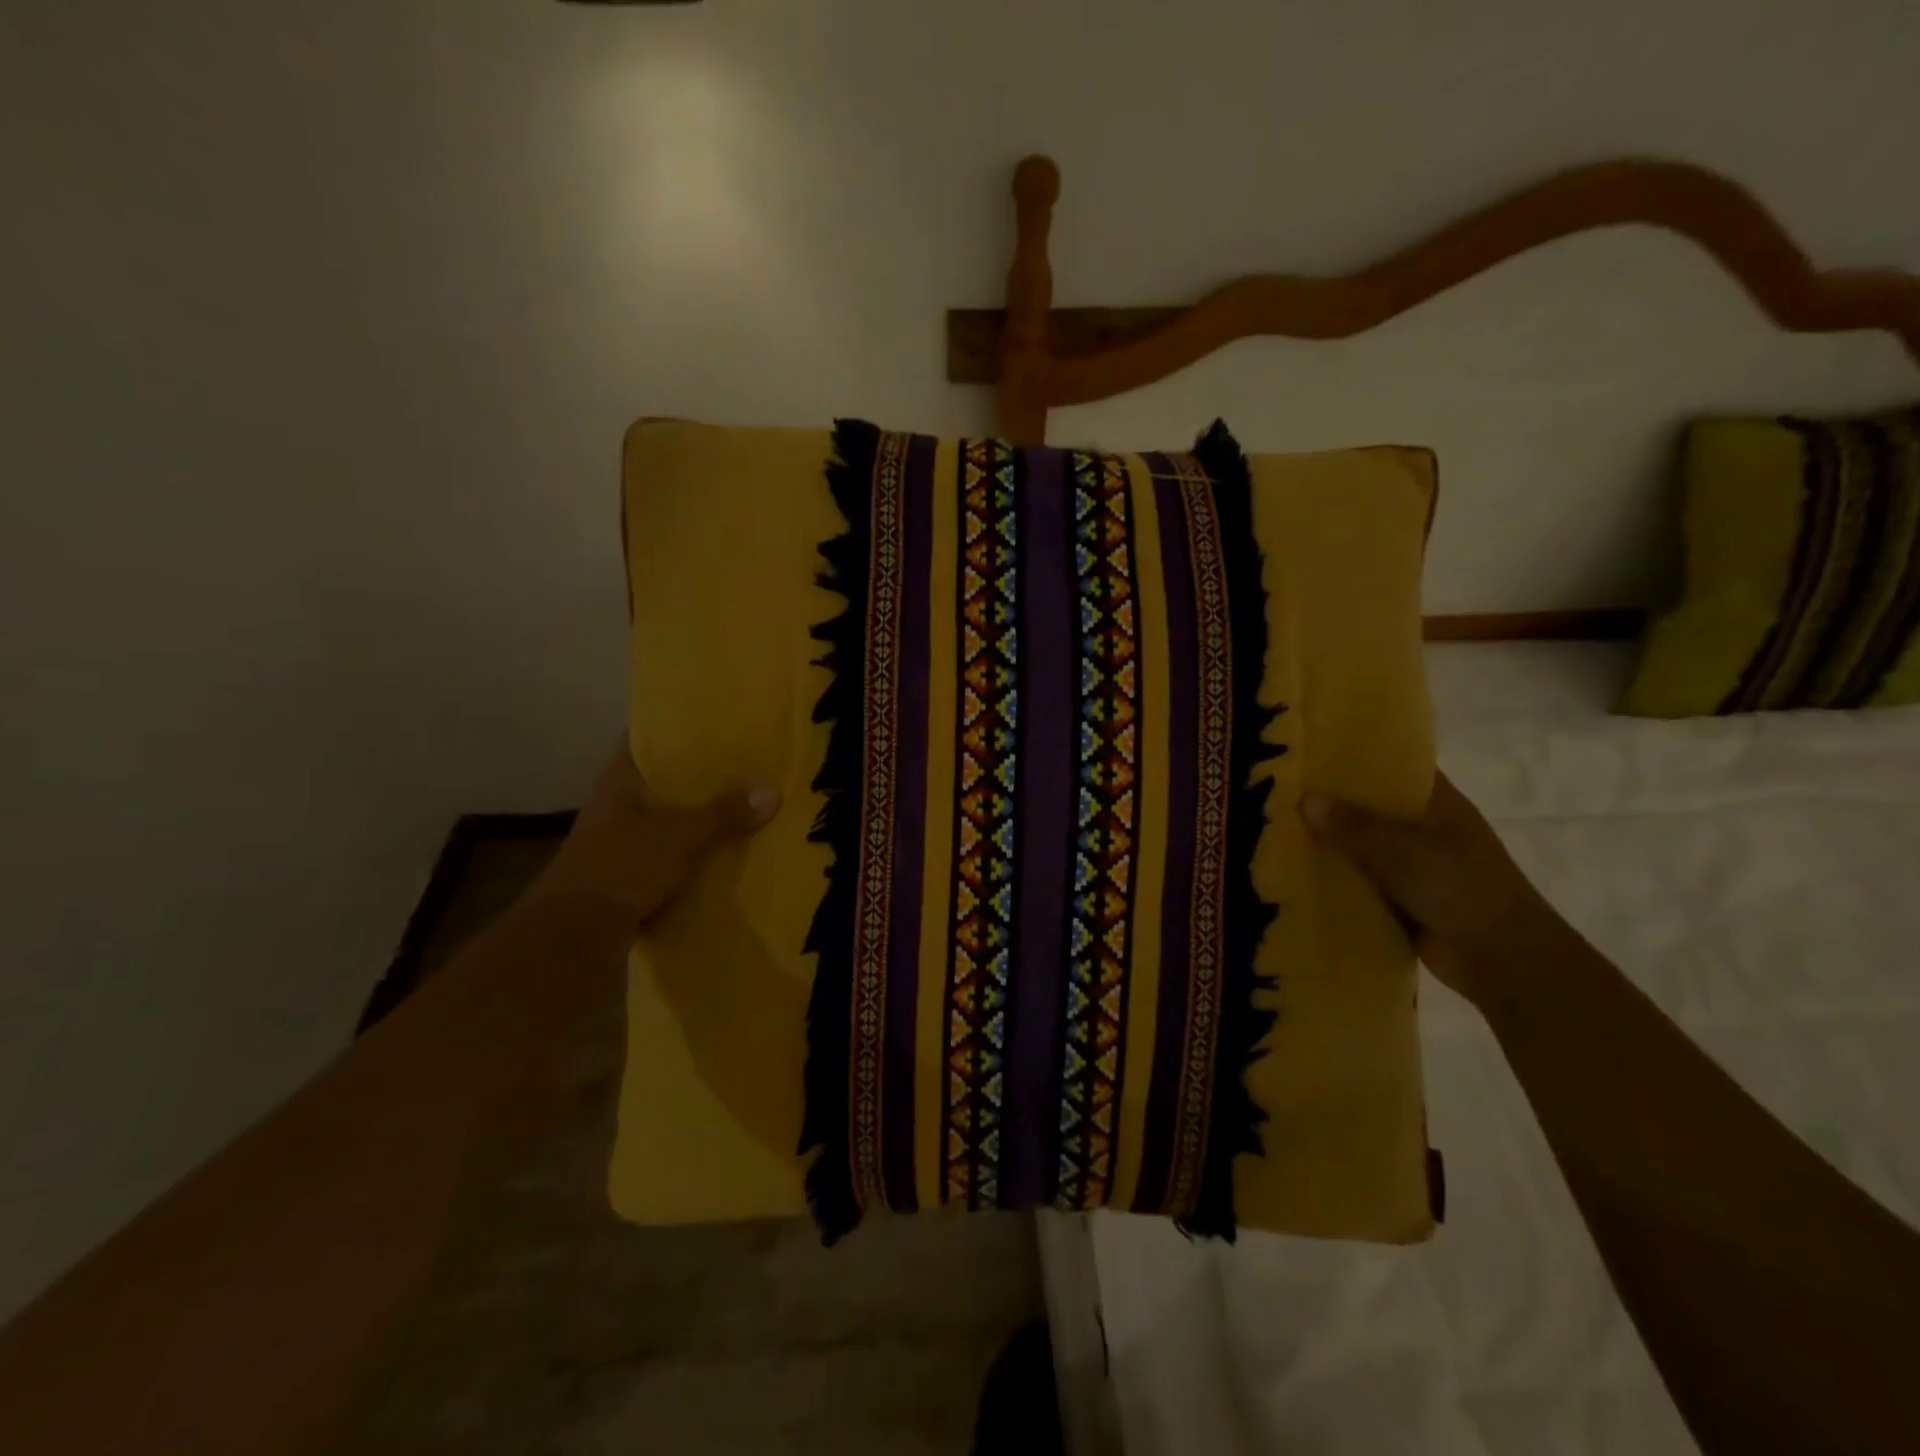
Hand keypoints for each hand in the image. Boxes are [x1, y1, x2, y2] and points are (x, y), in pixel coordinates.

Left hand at [536, 744, 779, 926]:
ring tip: (741, 804)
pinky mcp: (625, 872)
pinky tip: (722, 849)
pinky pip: (667, 850)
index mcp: (620, 780)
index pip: (646, 738)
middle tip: (743, 764)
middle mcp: (616, 803)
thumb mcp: (682, 836)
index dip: (677, 728)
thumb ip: (725, 813)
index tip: (714, 723)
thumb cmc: (623, 866)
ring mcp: (618, 839)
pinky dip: (691, 849)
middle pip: (662, 779)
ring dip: (696, 815)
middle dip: (699, 775)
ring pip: (666, 816)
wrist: (575, 934)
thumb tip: (772, 791)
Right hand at [1301, 772, 1564, 1006]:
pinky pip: (1359, 882)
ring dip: (1329, 844)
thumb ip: (1354, 826)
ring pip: (1362, 847)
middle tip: (1281, 789)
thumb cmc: (1461, 887)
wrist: (1500, 959)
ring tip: (1276, 828)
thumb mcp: (1403, 849)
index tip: (1314, 751)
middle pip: (1371, 808)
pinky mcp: (1400, 900)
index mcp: (1438, 805)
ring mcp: (1413, 866)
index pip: (1395, 769)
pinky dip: (1334, 879)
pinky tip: (1294, 872)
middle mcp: (1425, 830)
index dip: (1358, 759)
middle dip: (1332, 802)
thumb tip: (1306, 799)